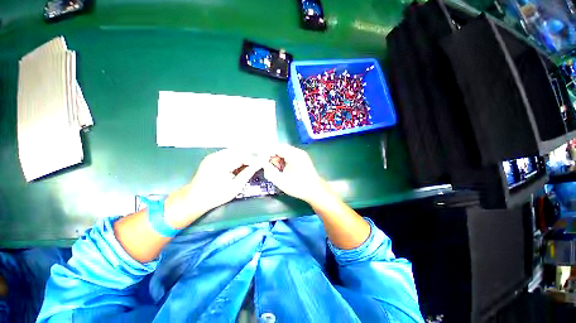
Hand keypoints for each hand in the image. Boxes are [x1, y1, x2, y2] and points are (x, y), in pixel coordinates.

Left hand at [164, 149, 260, 227]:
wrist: (194, 199)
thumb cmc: (216, 196)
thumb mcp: (235, 187)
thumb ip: (248, 173)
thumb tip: (260, 164)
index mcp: (221, 164)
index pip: (242, 156)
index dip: (254, 159)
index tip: (264, 161)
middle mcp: (216, 156)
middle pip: (239, 150)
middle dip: (251, 154)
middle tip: (261, 159)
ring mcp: (213, 156)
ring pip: (234, 150)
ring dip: (244, 155)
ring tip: (253, 161)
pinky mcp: (212, 157)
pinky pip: (228, 153)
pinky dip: (237, 157)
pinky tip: (242, 162)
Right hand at [263, 144, 326, 203]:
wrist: (315, 191)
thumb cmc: (298, 187)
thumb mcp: (281, 181)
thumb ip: (270, 171)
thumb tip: (263, 164)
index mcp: (293, 155)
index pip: (276, 148)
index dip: (266, 152)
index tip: (259, 158)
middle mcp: (298, 151)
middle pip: (280, 148)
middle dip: (271, 155)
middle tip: (265, 163)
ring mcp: (301, 154)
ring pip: (285, 151)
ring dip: (277, 157)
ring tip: (273, 167)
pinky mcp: (302, 158)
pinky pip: (290, 154)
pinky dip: (283, 159)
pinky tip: (282, 167)